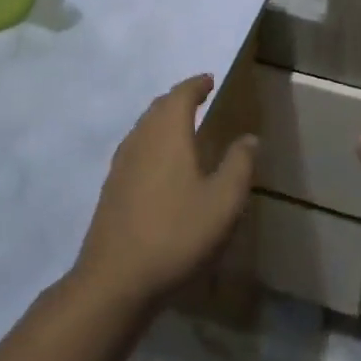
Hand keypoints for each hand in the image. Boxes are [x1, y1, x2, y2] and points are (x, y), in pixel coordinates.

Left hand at [72, 74, 257, 309]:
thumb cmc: (176, 234)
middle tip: (197, 99)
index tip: (209, 80)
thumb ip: (239, 165)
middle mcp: (141, 139)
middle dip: (178, 99)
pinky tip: (159, 165)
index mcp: (168, 133)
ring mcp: (121, 164)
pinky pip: (135, 149)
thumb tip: (249, 137)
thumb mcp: (223, 202)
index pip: (180, 95)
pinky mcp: (111, 189)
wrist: (115, 281)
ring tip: (181, 128)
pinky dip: (151, 143)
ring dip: (162, 121)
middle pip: (158, 107)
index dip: (196, 84)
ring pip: (143, 128)